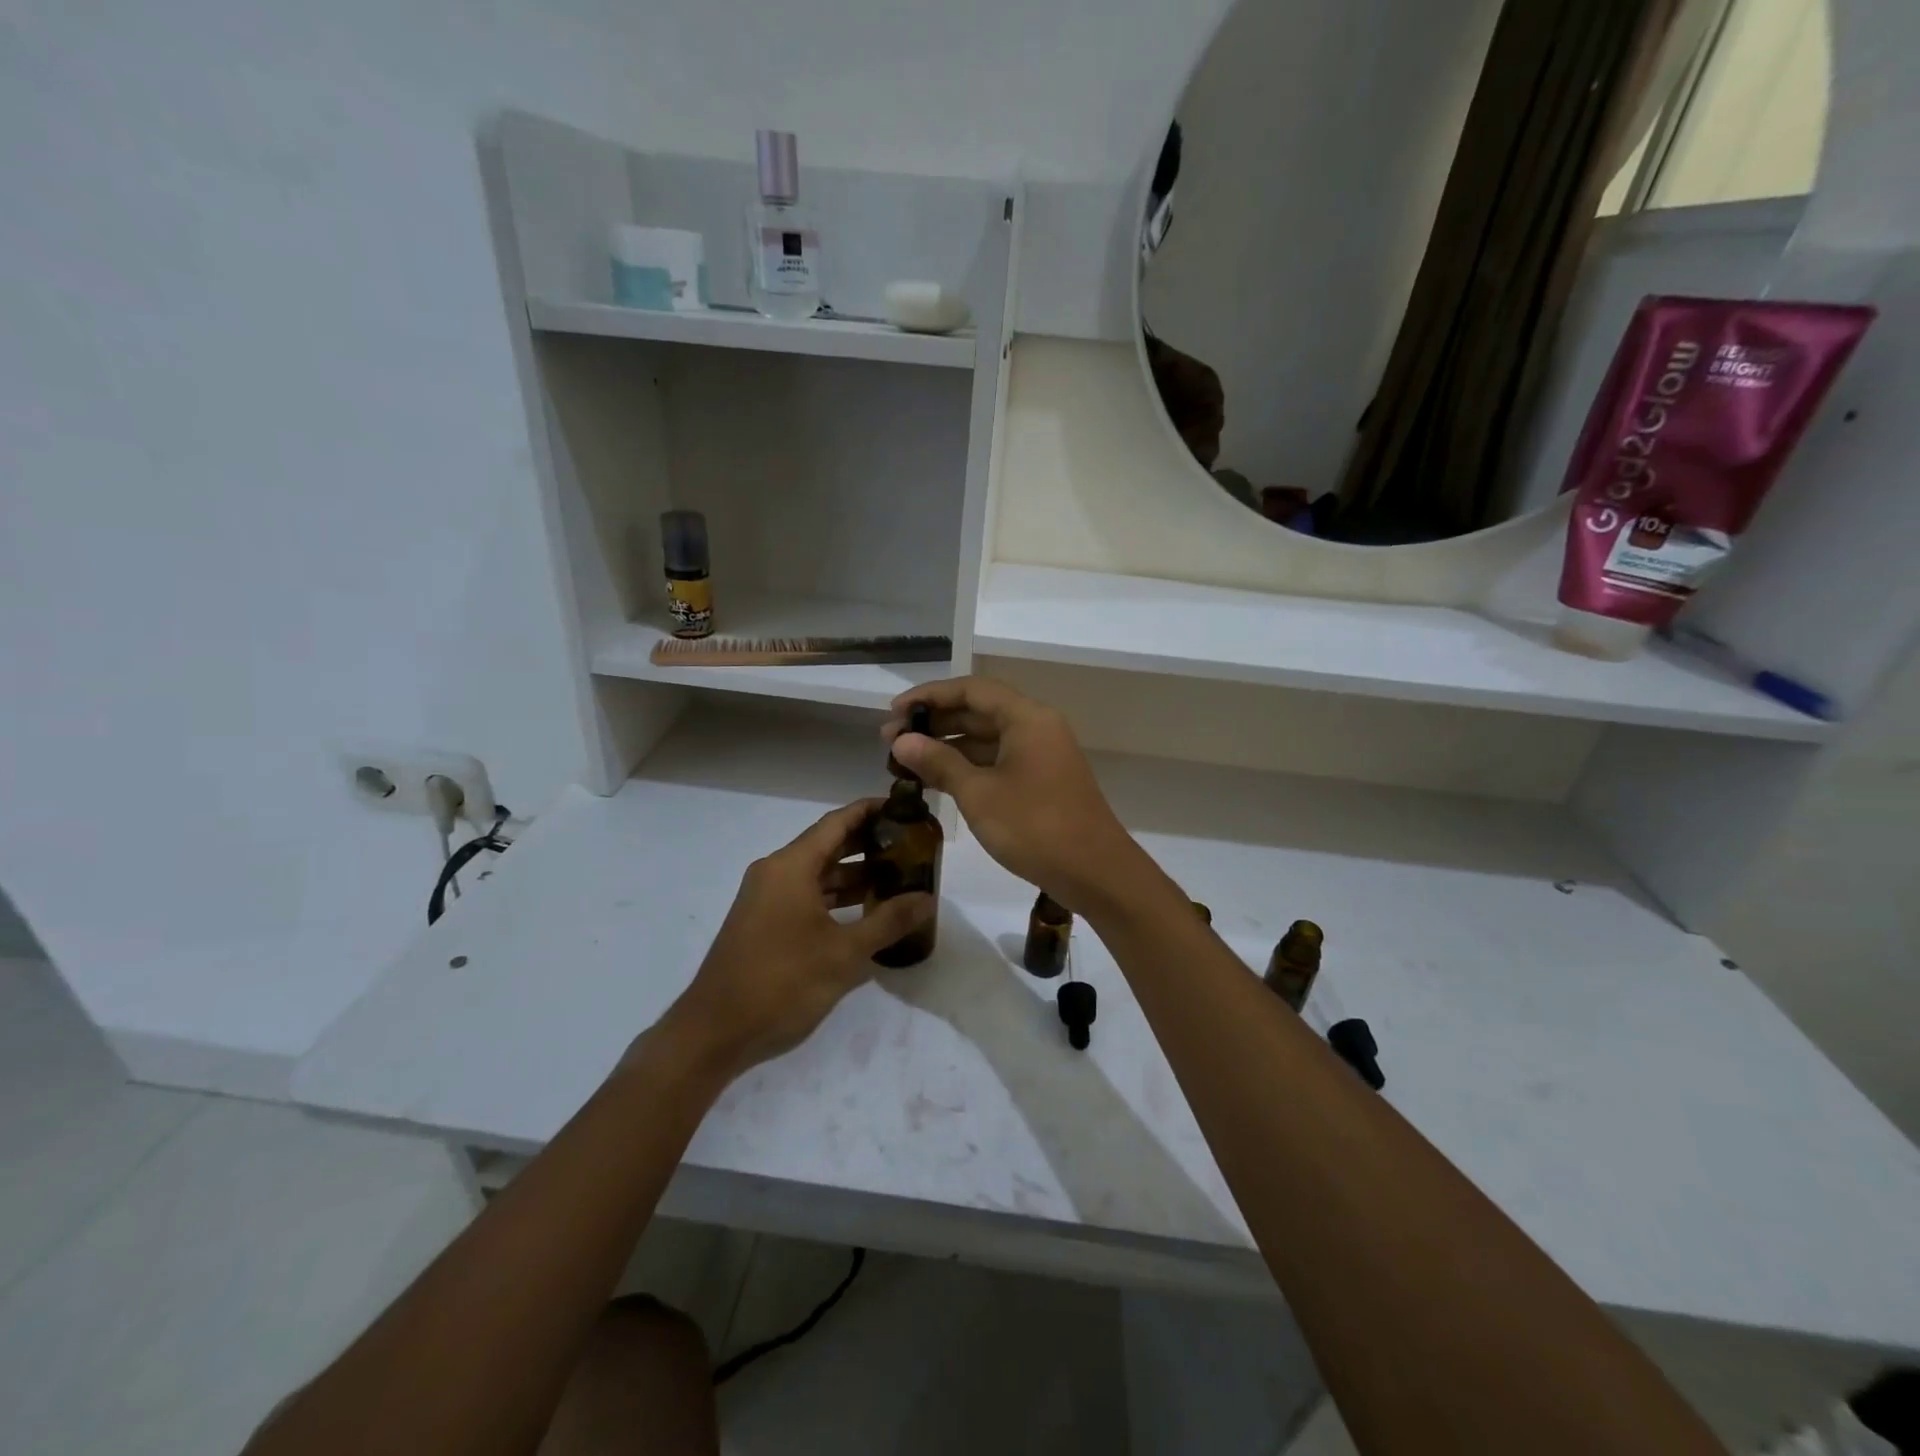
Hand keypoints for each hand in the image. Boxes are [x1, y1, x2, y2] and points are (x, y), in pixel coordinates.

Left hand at [653, 800, 934, 1078]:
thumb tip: (927, 899)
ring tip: (897, 878)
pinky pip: (805, 896)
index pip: (837, 822)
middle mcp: (775, 872)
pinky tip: (865, 913)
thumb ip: (888, 922)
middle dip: (868, 844)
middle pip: (827, 845)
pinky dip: (835, 898)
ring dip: (854, 875)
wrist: (715, 1032)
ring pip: (817, 874)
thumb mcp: (844, 954)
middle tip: (910, 846)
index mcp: (790, 867)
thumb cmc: (782, 983)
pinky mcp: (763, 923)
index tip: (903, 809)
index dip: (870, 811)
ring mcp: (766, 899)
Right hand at [883, 677, 1148, 913]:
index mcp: (1027, 718)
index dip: (929, 696)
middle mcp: (1036, 727)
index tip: (893, 712)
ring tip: (906, 759)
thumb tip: (901, 741)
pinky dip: (968, 766)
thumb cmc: (1035, 827)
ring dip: (948, 745)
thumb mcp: (979, 794)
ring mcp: (1041, 755)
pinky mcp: (1042, 780)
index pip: (971, 690)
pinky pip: (998, 760)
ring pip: (988, 738)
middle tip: (891, 739)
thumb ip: (939, 762)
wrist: (1096, 873)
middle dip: (935, 722)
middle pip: (979, 711)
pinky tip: (937, 780)